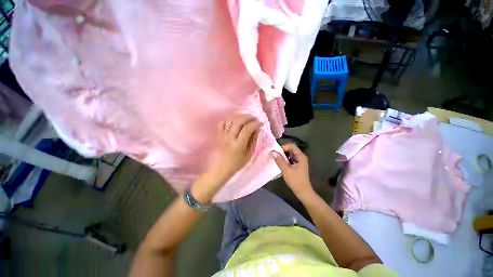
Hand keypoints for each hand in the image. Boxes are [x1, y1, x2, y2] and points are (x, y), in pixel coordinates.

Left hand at [210, 113, 261, 181]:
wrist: (220, 169)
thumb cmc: (236, 164)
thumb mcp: (248, 155)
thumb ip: (252, 141)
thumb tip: (257, 130)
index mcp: (238, 145)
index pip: (247, 129)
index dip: (255, 124)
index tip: (260, 123)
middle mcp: (230, 138)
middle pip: (239, 121)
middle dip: (248, 117)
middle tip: (254, 118)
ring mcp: (223, 136)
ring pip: (231, 120)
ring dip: (240, 117)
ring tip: (246, 118)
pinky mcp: (218, 135)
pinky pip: (222, 123)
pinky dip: (228, 120)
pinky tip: (234, 122)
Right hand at [273, 143, 313, 198]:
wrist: (303, 192)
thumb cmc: (295, 180)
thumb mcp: (286, 170)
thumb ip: (280, 160)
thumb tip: (273, 152)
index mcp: (300, 156)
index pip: (291, 145)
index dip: (284, 147)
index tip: (277, 152)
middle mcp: (300, 157)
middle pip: (290, 149)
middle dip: (282, 151)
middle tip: (275, 156)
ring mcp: (299, 161)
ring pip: (290, 154)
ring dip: (283, 156)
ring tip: (277, 159)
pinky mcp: (297, 165)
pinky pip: (290, 159)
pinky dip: (285, 160)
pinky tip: (280, 164)